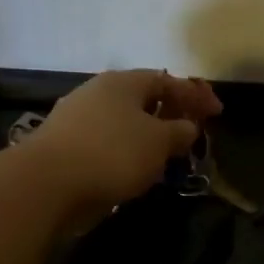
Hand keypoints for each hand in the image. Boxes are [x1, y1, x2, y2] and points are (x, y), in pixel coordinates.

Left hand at [30, 69, 222, 211]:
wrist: (46, 183)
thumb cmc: (112, 154)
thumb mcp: (159, 142)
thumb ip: (179, 132)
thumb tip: (187, 127)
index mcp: (123, 82)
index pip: (167, 80)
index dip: (195, 94)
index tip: (217, 112)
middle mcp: (98, 92)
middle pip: (142, 98)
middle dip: (169, 113)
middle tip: (190, 131)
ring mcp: (76, 118)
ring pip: (123, 122)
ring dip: (147, 135)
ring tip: (165, 154)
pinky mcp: (64, 146)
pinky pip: (106, 142)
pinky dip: (125, 151)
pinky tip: (133, 169)